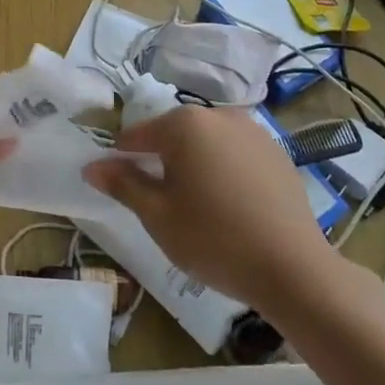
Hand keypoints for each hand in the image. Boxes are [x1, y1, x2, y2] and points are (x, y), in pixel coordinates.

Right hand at [83, 105, 339, 313]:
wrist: (292, 268)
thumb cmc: (213, 239)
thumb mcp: (157, 215)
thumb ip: (122, 184)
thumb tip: (92, 166)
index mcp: (184, 124)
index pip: (137, 134)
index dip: (123, 158)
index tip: (120, 185)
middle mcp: (219, 116)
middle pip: (174, 134)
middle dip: (162, 159)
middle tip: (160, 200)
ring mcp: (254, 132)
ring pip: (207, 142)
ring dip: (195, 163)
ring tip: (196, 203)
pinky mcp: (278, 152)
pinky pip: (236, 153)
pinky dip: (224, 169)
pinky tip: (229, 204)